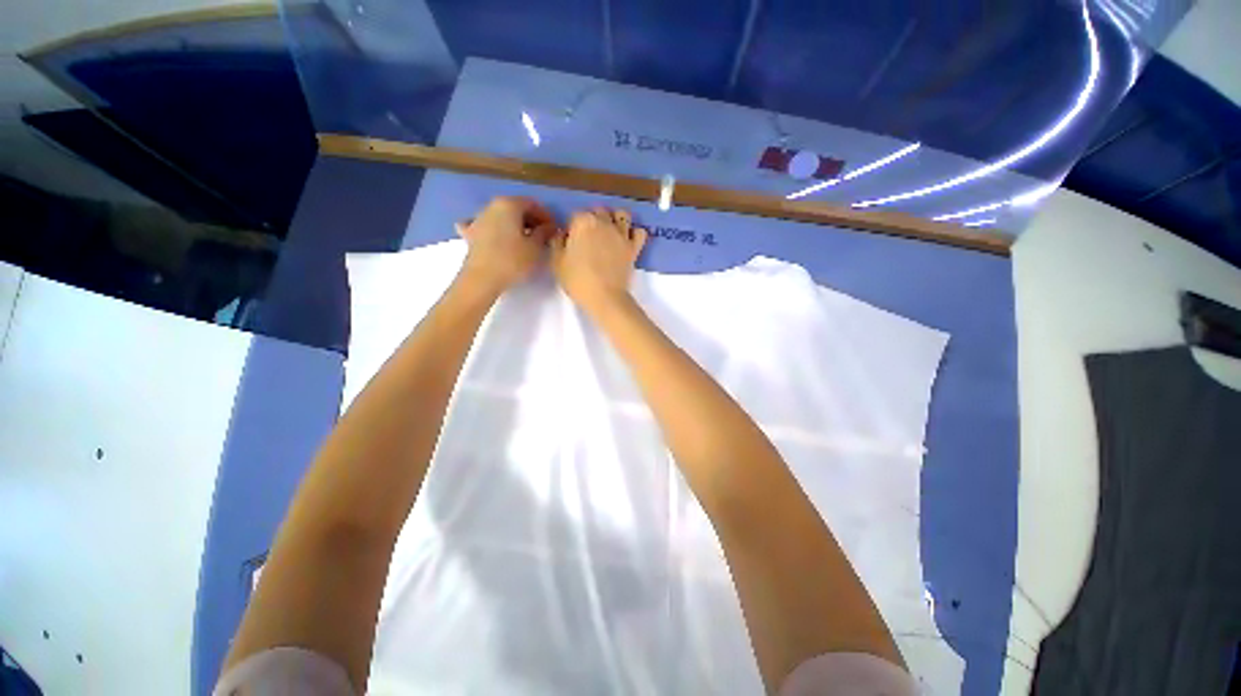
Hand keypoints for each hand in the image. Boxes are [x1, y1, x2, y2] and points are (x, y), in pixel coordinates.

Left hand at [457, 196, 556, 292]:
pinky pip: (485, 228)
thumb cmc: (513, 261)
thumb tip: (549, 227)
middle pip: (516, 209)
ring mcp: (478, 219)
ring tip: (525, 242)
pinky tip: (496, 238)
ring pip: (501, 217)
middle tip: (544, 237)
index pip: (533, 204)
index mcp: (509, 204)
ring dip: (515, 226)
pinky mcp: (470, 235)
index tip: (555, 230)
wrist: (482, 279)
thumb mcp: (536, 247)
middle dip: (531, 221)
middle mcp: (492, 206)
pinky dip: (493, 231)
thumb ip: (545, 233)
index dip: (547, 217)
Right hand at [551, 207, 647, 315]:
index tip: (570, 242)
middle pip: (599, 211)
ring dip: (615, 219)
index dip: (572, 228)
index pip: (575, 216)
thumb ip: (557, 242)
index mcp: (583, 222)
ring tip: (609, 232)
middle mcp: (604, 222)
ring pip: (621, 215)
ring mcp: (622, 234)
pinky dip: (635, 233)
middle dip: (593, 220)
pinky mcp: (634, 247)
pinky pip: (640, 232)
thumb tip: (562, 234)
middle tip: (588, 238)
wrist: (604, 297)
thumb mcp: (556, 261)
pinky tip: (627, 240)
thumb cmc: (577, 280)